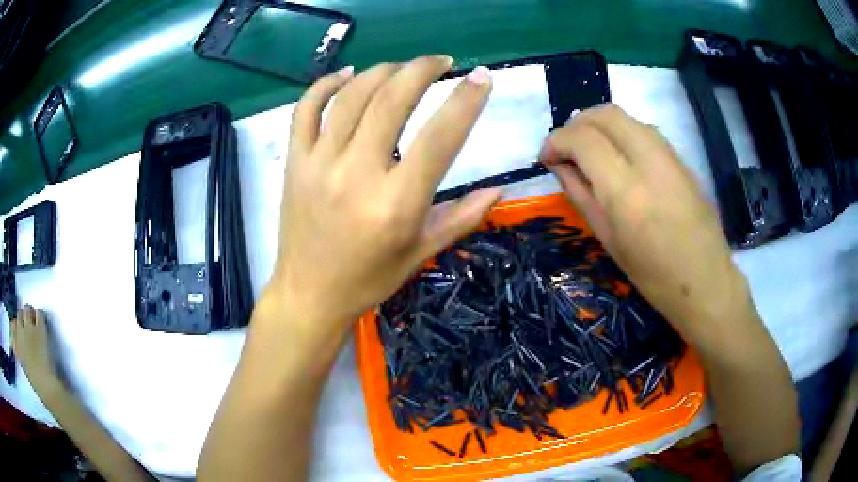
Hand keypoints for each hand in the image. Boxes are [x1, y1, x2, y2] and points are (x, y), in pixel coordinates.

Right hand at [11, 305, 58, 390]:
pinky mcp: (39, 329)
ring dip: (31, 313)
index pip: (12, 323)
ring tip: (35, 323)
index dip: (17, 324)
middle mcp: (20, 332)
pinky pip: (39, 313)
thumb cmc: (36, 383)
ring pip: (27, 309)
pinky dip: (40, 316)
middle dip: (24, 317)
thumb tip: (17, 337)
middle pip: (19, 314)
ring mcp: (29, 328)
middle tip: (30, 325)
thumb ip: (18, 350)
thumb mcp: (23, 366)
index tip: (21, 329)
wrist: (47, 388)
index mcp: (16, 344)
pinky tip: (43, 324)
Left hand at [268, 57, 500, 330]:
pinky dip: (325, 84)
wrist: (309, 294)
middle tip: (442, 62)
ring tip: (403, 67)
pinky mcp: (295, 162)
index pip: (439, 137)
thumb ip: (461, 218)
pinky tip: (347, 73)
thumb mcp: (421, 253)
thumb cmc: (369, 280)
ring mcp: (319, 164)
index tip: (481, 77)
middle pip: (391, 100)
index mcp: (396, 204)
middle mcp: (356, 175)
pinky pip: (305, 110)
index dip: (465, 101)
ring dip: (382, 71)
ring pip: (350, 97)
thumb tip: (498, 190)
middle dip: (422, 69)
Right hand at [540, 104, 749, 343]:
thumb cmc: (653, 276)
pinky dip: (621, 133)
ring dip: (599, 125)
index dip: (557, 140)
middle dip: (576, 124)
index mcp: (626, 191)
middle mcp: (649, 161)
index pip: (583, 139)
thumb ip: (581, 194)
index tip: (546, 157)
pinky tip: (619, 158)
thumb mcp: (608, 240)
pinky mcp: (681, 158)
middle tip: (566, 149)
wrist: (705, 281)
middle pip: (605, 114)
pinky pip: (643, 130)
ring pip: (625, 117)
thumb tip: (559, 165)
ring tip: (590, 151)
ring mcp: (670, 156)